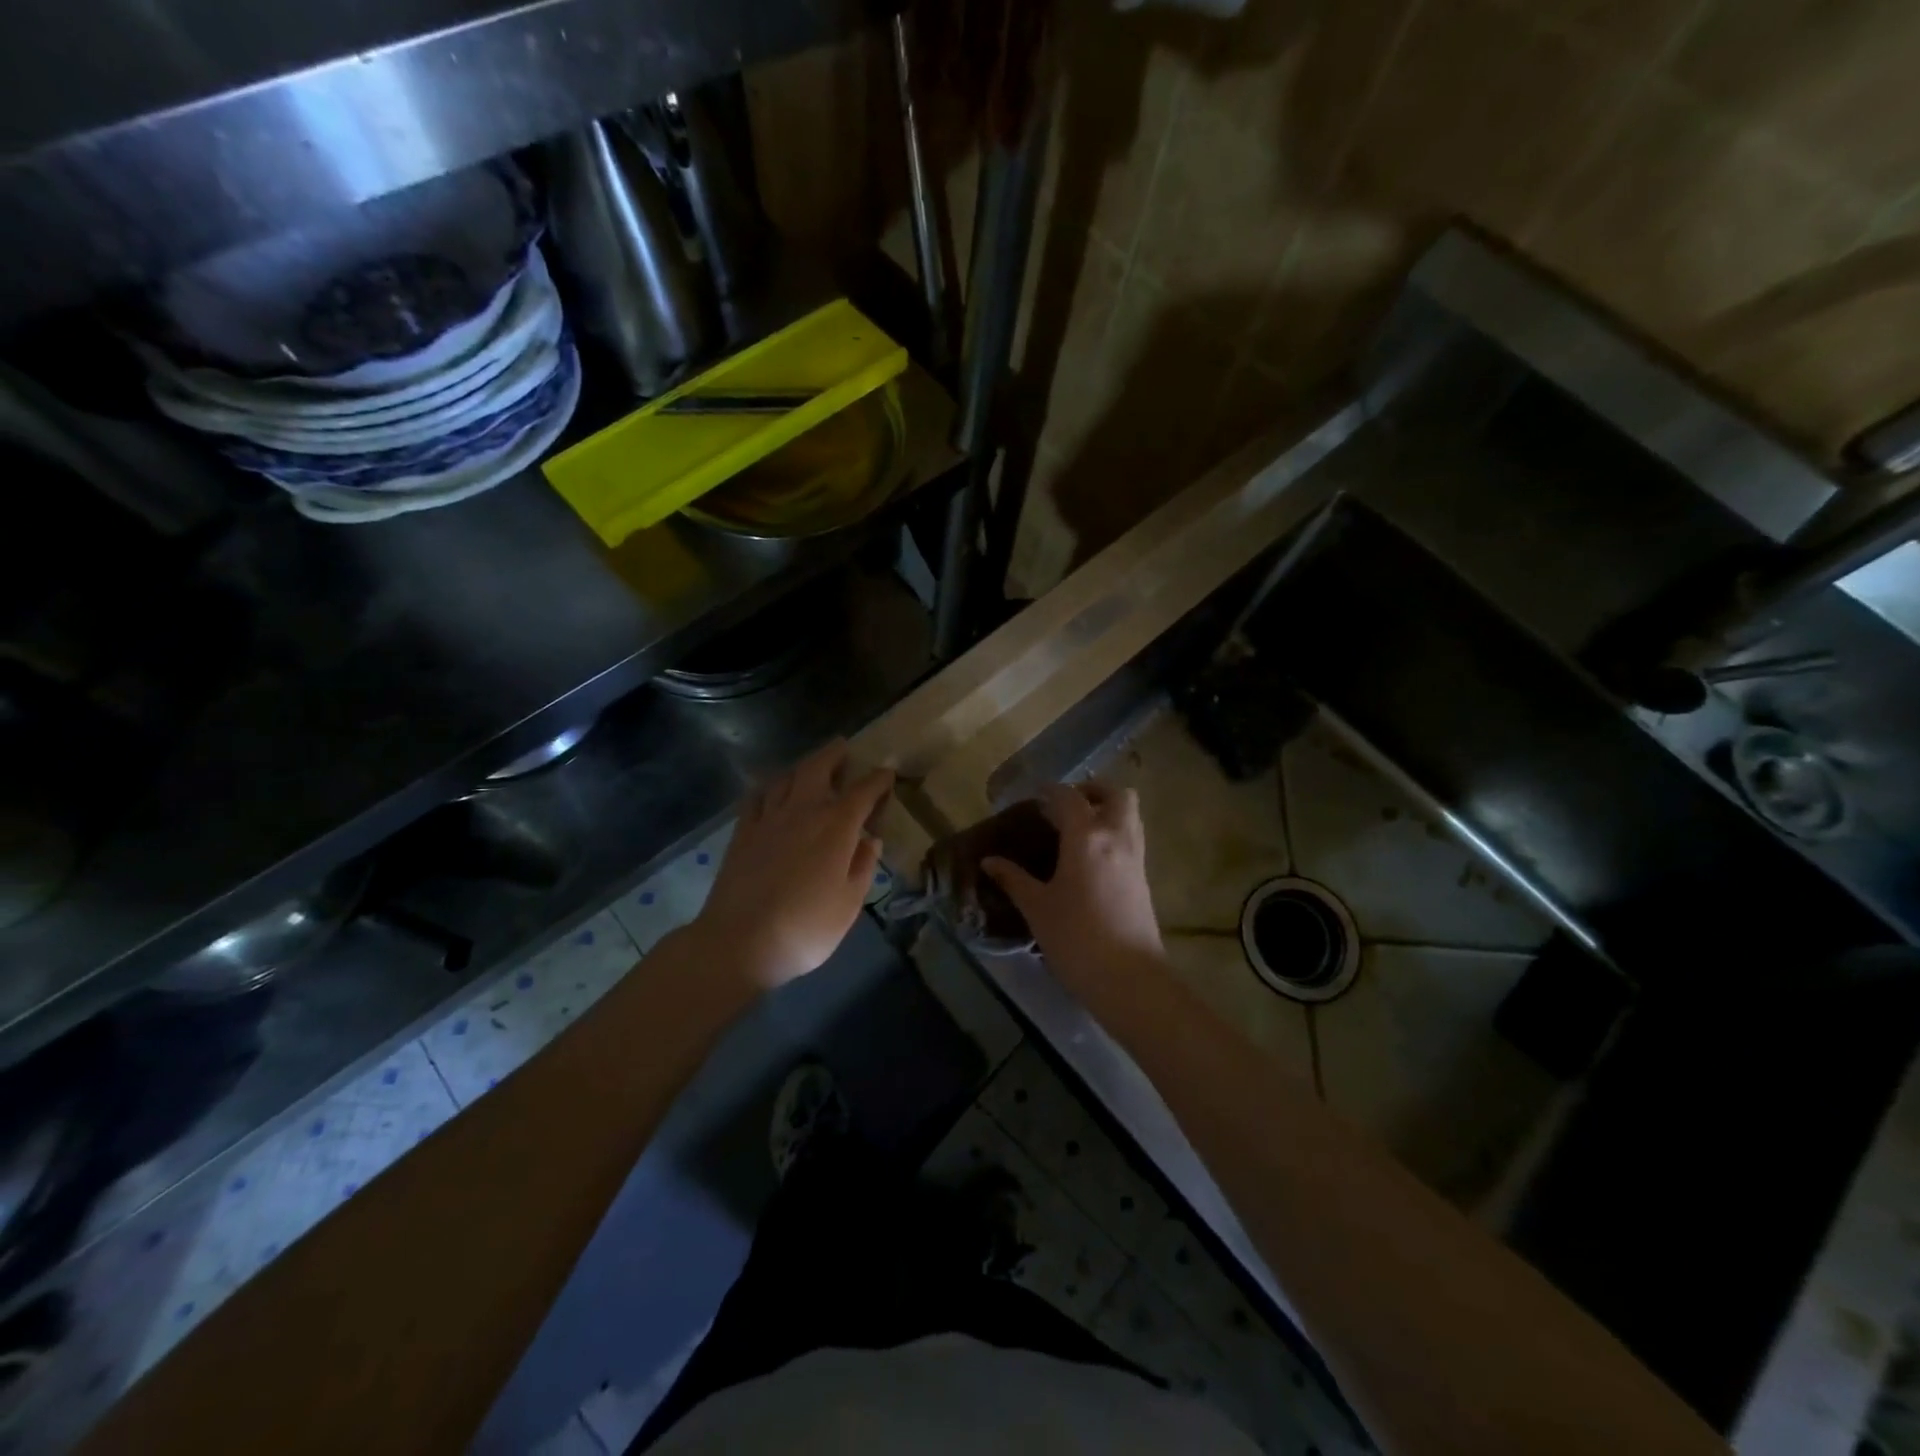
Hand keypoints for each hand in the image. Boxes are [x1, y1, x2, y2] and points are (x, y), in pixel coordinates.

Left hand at [693, 740, 893, 990]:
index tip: (887, 774)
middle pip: (818, 768)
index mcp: (836, 826)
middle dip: (834, 754)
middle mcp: (803, 811)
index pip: (863, 791)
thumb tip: (869, 839)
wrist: (740, 942)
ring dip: (803, 766)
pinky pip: (757, 797)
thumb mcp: (850, 903)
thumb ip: (863, 866)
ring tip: (812, 766)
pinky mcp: (742, 832)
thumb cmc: (805, 927)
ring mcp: (768, 819)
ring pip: (787, 777)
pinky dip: (769, 787)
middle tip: (844, 748)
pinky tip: (772, 791)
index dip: (878, 779)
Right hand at [981, 781, 1164, 998]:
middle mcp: (1116, 837)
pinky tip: (1090, 857)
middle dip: (1093, 790)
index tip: (1033, 795)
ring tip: (1078, 828)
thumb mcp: (1037, 907)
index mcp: (1087, 837)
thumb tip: (989, 861)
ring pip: (1130, 815)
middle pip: (1116, 794)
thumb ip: (1013, 879)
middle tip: (1066, 805)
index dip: (1050, 790)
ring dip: (1107, 810)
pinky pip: (1132, 838)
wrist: (1128, 978)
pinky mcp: (1143, 879)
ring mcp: (1135, 857)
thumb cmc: (1076, 938)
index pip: (1069, 797)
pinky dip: (1114, 833)